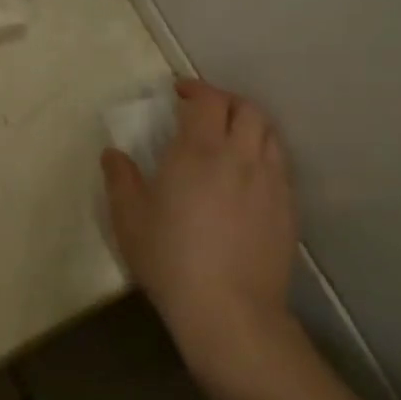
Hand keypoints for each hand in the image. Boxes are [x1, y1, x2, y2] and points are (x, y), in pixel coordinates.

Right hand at [103, 80, 299, 383]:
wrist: (229, 311)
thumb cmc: (171, 258)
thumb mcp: (129, 218)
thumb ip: (120, 178)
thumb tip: (113, 153)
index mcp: (199, 150)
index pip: (208, 100)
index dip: (195, 88)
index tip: (179, 92)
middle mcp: (240, 156)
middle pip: (247, 108)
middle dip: (225, 101)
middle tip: (204, 112)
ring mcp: (270, 182)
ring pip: (269, 134)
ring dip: (249, 125)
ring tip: (229, 139)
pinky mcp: (287, 209)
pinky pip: (280, 165)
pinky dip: (263, 155)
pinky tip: (247, 177)